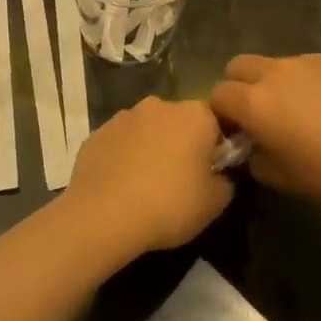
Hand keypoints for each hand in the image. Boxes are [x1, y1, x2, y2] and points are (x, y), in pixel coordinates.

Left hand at [62, 97, 233, 254]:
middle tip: (179, 181)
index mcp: (195, 114)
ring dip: (150, 148)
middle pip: (179, 122)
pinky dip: (123, 158)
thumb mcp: (215, 203)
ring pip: (146, 130)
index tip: (211, 173)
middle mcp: (159, 105)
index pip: (215, 123)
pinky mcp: (96, 133)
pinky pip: (119, 144)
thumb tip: (218, 176)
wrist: (104, 215)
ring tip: (146, 186)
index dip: (216, 148)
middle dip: (181, 144)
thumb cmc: (170, 204)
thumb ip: (225, 182)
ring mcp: (123, 117)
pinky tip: (120, 187)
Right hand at [209, 54, 320, 207]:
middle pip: (238, 65)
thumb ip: (257, 160)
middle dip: (240, 86)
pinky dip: (310, 81)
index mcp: (256, 103)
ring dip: (276, 83)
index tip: (238, 133)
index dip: (222, 114)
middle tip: (261, 115)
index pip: (217, 94)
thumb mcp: (287, 180)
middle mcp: (276, 72)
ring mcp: (308, 60)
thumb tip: (253, 147)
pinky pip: (310, 65)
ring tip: (304, 111)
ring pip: (276, 64)